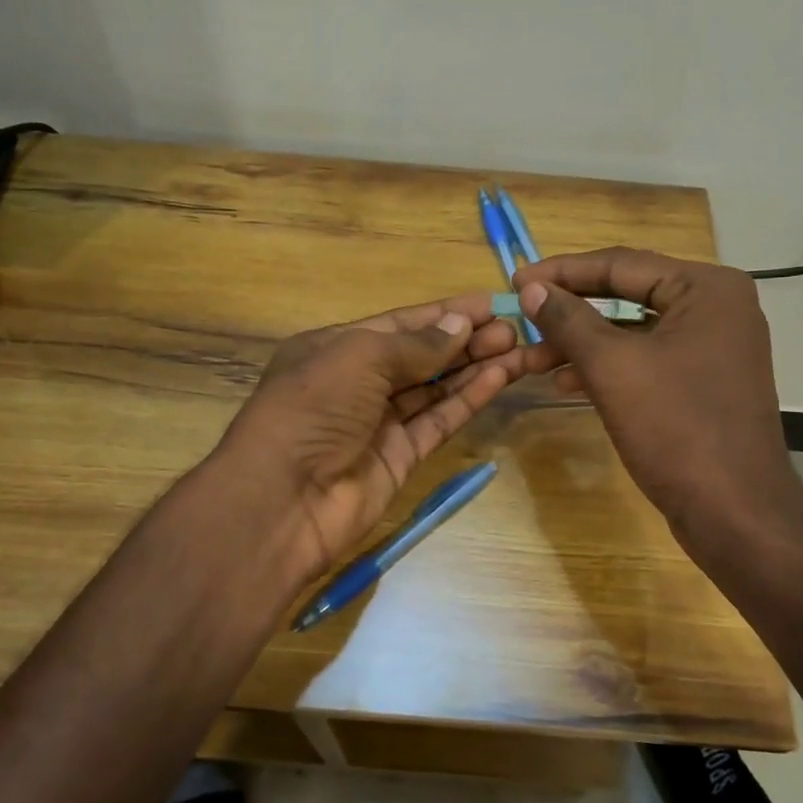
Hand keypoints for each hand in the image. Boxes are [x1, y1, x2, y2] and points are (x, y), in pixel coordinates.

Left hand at [217, 296, 537, 589]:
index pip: (399, 324)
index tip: (491, 303)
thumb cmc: (314, 407)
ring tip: (519, 348)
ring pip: (435, 389)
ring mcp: (379, 423)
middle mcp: (357, 383)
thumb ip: (416, 344)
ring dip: (474, 367)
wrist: (283, 499)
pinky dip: (467, 400)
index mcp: (336, 348)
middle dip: (466, 340)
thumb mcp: (360, 357)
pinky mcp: (400, 458)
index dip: (445, 313)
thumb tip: (461, 324)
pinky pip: (438, 421)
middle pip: (421, 356)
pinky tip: (499, 378)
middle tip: (514, 328)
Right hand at [514, 249, 802, 556]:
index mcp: (706, 288)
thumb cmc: (676, 428)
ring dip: (581, 342)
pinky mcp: (703, 380)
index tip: (515, 280)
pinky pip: (646, 358)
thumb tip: (530, 288)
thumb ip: (569, 320)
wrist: (735, 513)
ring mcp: (713, 345)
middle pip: (627, 294)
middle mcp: (716, 307)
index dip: (562, 271)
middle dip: (570, 310)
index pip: (620, 264)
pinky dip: (606, 366)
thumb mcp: (612, 367)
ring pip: (632, 330)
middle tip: (521, 314)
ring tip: (531, 357)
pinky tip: (564, 381)